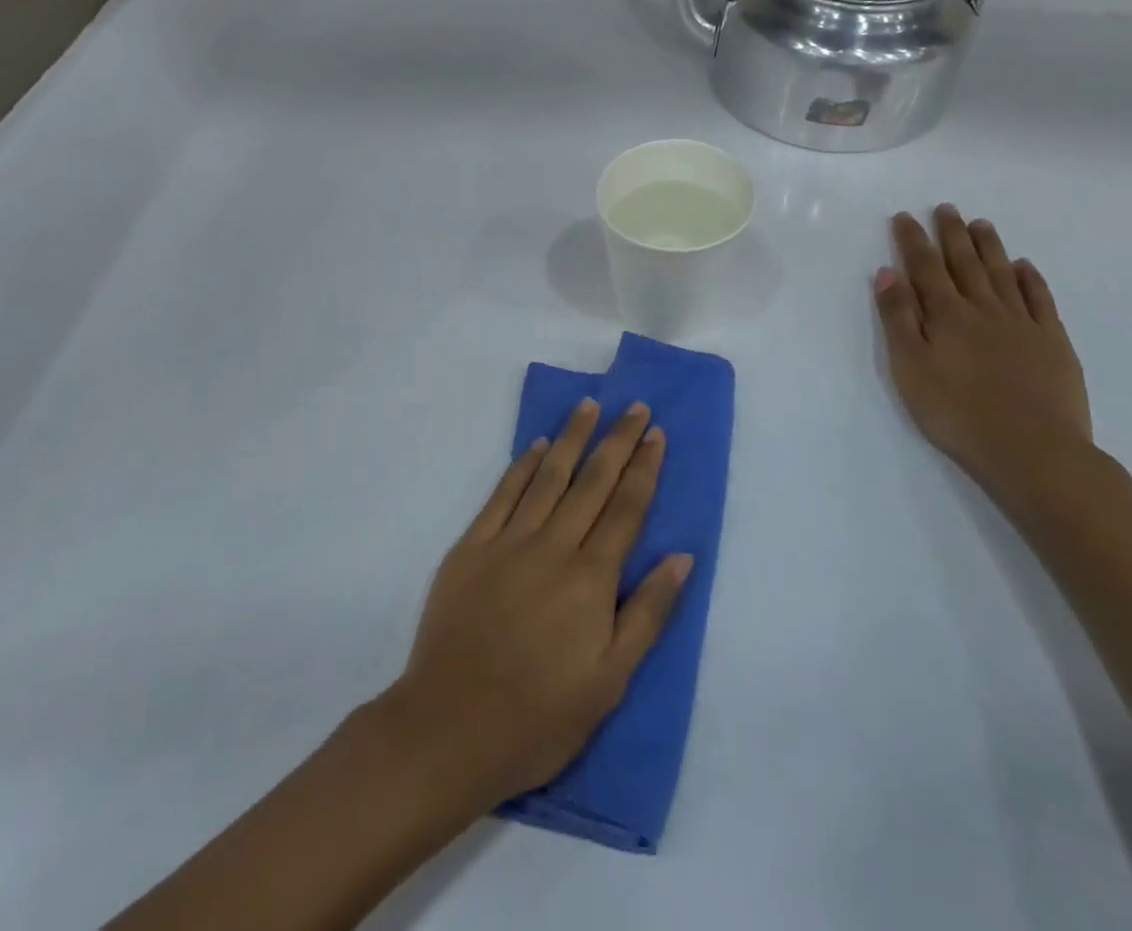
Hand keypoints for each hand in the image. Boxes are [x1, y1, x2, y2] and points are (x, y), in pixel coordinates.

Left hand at [378, 400, 692, 812]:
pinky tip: (536, 445)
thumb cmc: (539, 716)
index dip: (644, 468)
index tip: (655, 433)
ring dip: (571, 438)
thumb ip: (648, 614)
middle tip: (633, 405)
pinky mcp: (471, 546)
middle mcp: (552, 546)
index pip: (626, 509)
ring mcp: (508, 541)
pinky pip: (502, 494)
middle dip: (616, 441)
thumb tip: (681, 557)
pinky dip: (522, 465)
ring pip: (548, 476)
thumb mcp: (609, 681)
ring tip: (589, 406)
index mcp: (590, 578)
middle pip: (592, 482)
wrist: (450, 726)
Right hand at [874, 206, 1102, 509]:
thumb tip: (888, 273)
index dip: (913, 240)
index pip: (924, 267)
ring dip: (988, 247)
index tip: (904, 217)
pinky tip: (1024, 266)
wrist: (1032, 449)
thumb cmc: (956, 411)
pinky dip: (1030, 278)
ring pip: (1001, 273)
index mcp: (945, 314)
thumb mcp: (910, 366)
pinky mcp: (1052, 342)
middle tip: (946, 208)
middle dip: (951, 234)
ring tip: (980, 224)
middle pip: (964, 262)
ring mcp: (1022, 323)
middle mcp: (983, 308)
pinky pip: (1039, 299)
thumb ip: (898, 318)